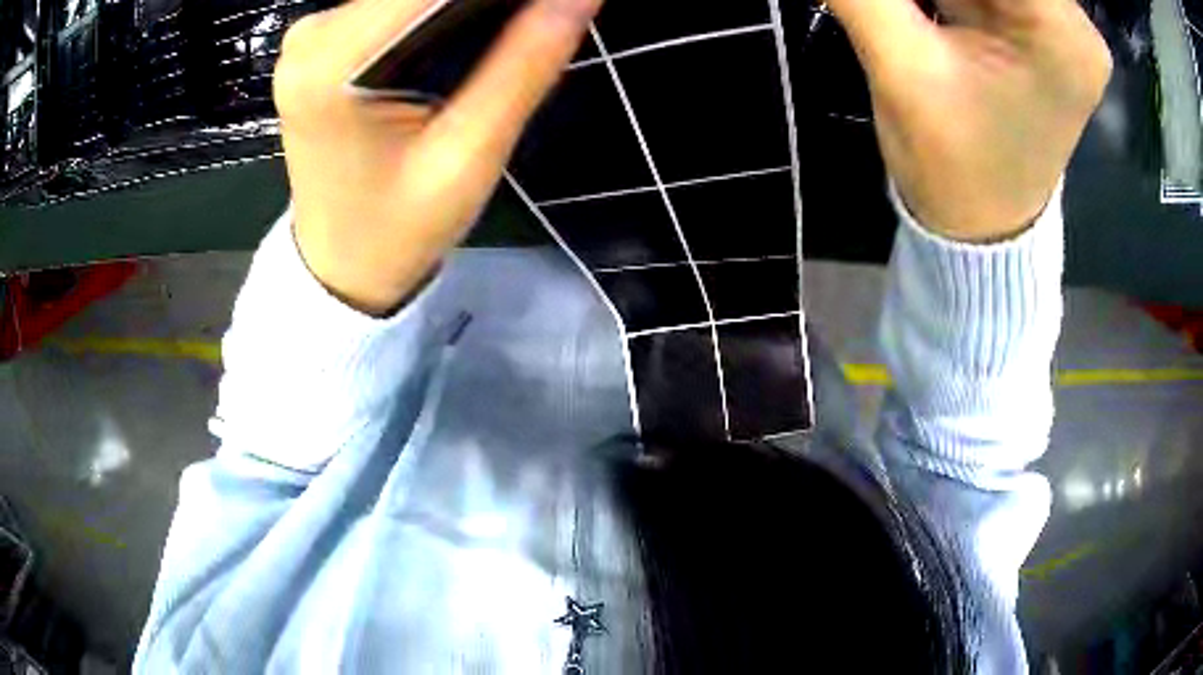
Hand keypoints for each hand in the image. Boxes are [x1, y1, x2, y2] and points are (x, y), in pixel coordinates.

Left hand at [274, 0, 602, 313]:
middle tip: (540, 17)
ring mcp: (312, 34)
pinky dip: (438, 8)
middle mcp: (313, 35)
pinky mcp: (321, 41)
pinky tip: (472, 25)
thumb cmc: (399, 227)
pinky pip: (392, 3)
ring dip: (466, 3)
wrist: (340, 262)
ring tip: (515, 24)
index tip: (553, 4)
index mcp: (333, 64)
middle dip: (487, 0)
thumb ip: (526, 61)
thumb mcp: (470, 153)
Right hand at [823, 0, 1111, 241]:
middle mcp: (1073, 21)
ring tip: (918, 19)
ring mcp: (1061, 24)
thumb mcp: (901, 71)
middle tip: (896, 8)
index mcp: (1061, 32)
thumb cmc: (955, 169)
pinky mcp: (1043, 29)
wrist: (984, 228)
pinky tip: (929, 13)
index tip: (896, 0)